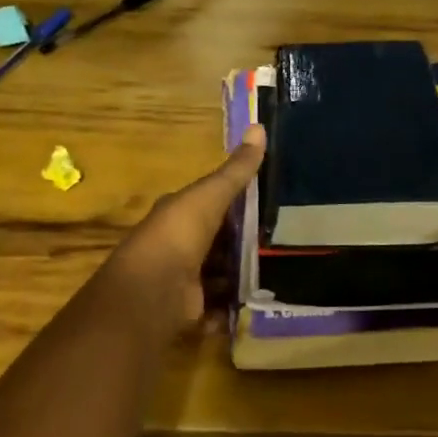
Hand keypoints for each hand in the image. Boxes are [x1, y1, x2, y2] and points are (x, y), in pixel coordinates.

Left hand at [88, 125, 266, 341]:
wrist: (155, 291)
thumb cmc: (180, 234)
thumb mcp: (211, 195)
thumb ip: (236, 170)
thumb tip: (258, 126)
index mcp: (179, 215)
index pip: (210, 205)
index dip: (236, 204)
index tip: (269, 205)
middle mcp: (178, 246)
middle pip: (217, 242)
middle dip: (243, 244)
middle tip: (282, 243)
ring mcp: (183, 280)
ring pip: (220, 274)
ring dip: (242, 276)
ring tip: (278, 273)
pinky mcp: (192, 310)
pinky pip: (219, 307)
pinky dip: (234, 306)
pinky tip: (259, 301)